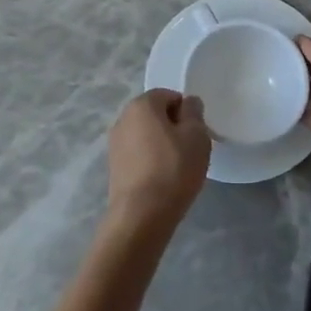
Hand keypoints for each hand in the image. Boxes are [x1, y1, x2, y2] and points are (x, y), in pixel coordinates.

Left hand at [106, 90, 211, 231]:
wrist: (142, 215)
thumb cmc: (173, 169)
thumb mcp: (196, 136)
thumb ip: (194, 112)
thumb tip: (188, 103)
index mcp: (141, 105)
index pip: (169, 95)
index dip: (186, 111)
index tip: (197, 133)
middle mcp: (122, 119)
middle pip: (155, 115)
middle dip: (174, 127)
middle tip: (190, 150)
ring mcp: (114, 144)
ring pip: (146, 136)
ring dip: (162, 145)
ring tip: (177, 168)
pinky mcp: (114, 167)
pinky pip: (138, 155)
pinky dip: (151, 161)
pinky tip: (162, 180)